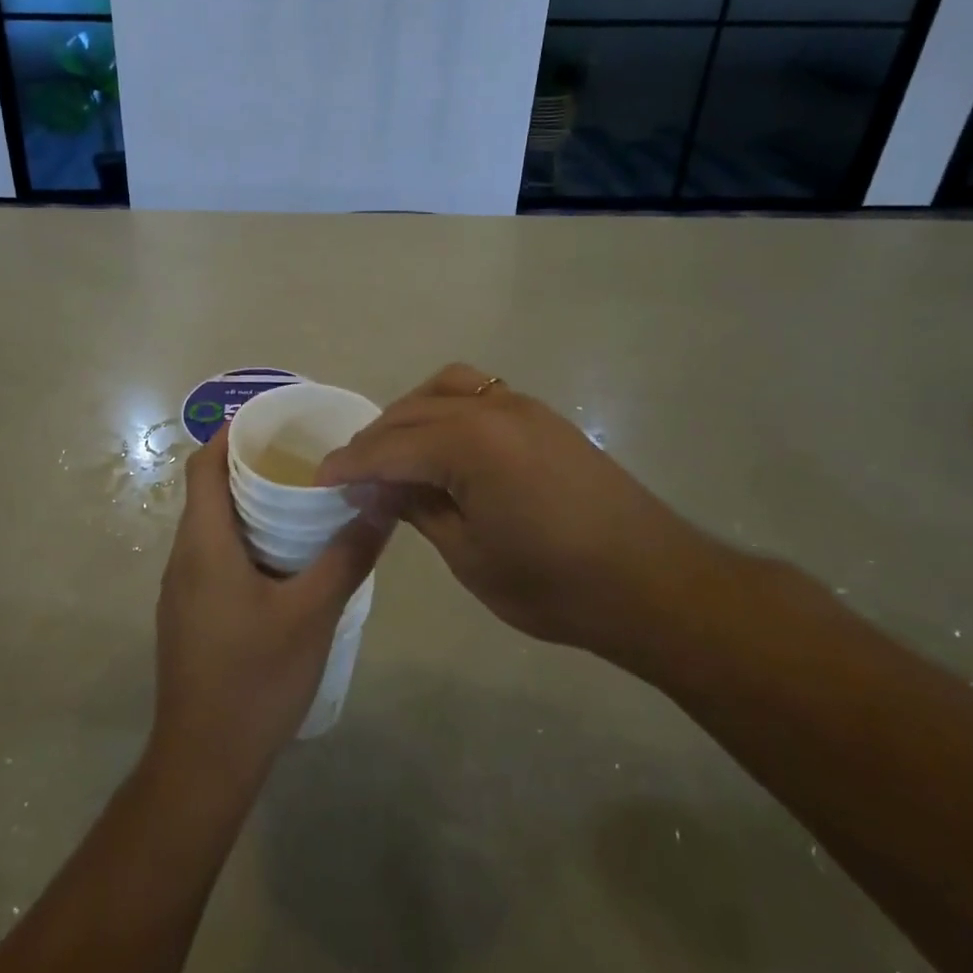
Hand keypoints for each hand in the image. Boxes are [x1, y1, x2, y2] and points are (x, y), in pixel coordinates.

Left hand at [151, 428, 387, 780]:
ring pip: (212, 524)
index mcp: (203, 542)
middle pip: (208, 488)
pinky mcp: (190, 613)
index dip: (231, 431)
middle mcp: (184, 555)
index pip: (202, 463)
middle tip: (305, 456)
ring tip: (302, 498)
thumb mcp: (314, 613)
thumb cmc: (255, 679)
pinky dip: (245, 538)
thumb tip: (382, 501)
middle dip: (251, 464)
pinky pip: (214, 554)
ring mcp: (182, 588)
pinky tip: (286, 557)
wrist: (204, 762)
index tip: (275, 419)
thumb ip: (348, 554)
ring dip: (250, 503)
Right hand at [317, 364, 714, 664]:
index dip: (349, 465)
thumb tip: (377, 487)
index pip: (388, 447)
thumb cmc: (554, 583)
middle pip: (410, 411)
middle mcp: (491, 408)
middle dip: (374, 440)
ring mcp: (521, 406)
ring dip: (410, 414)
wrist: (653, 584)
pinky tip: (443, 446)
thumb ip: (417, 508)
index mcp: (468, 443)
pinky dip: (445, 410)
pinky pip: (478, 394)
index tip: (320, 481)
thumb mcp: (469, 555)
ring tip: (395, 452)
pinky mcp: (542, 417)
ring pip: (444, 389)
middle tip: (352, 476)